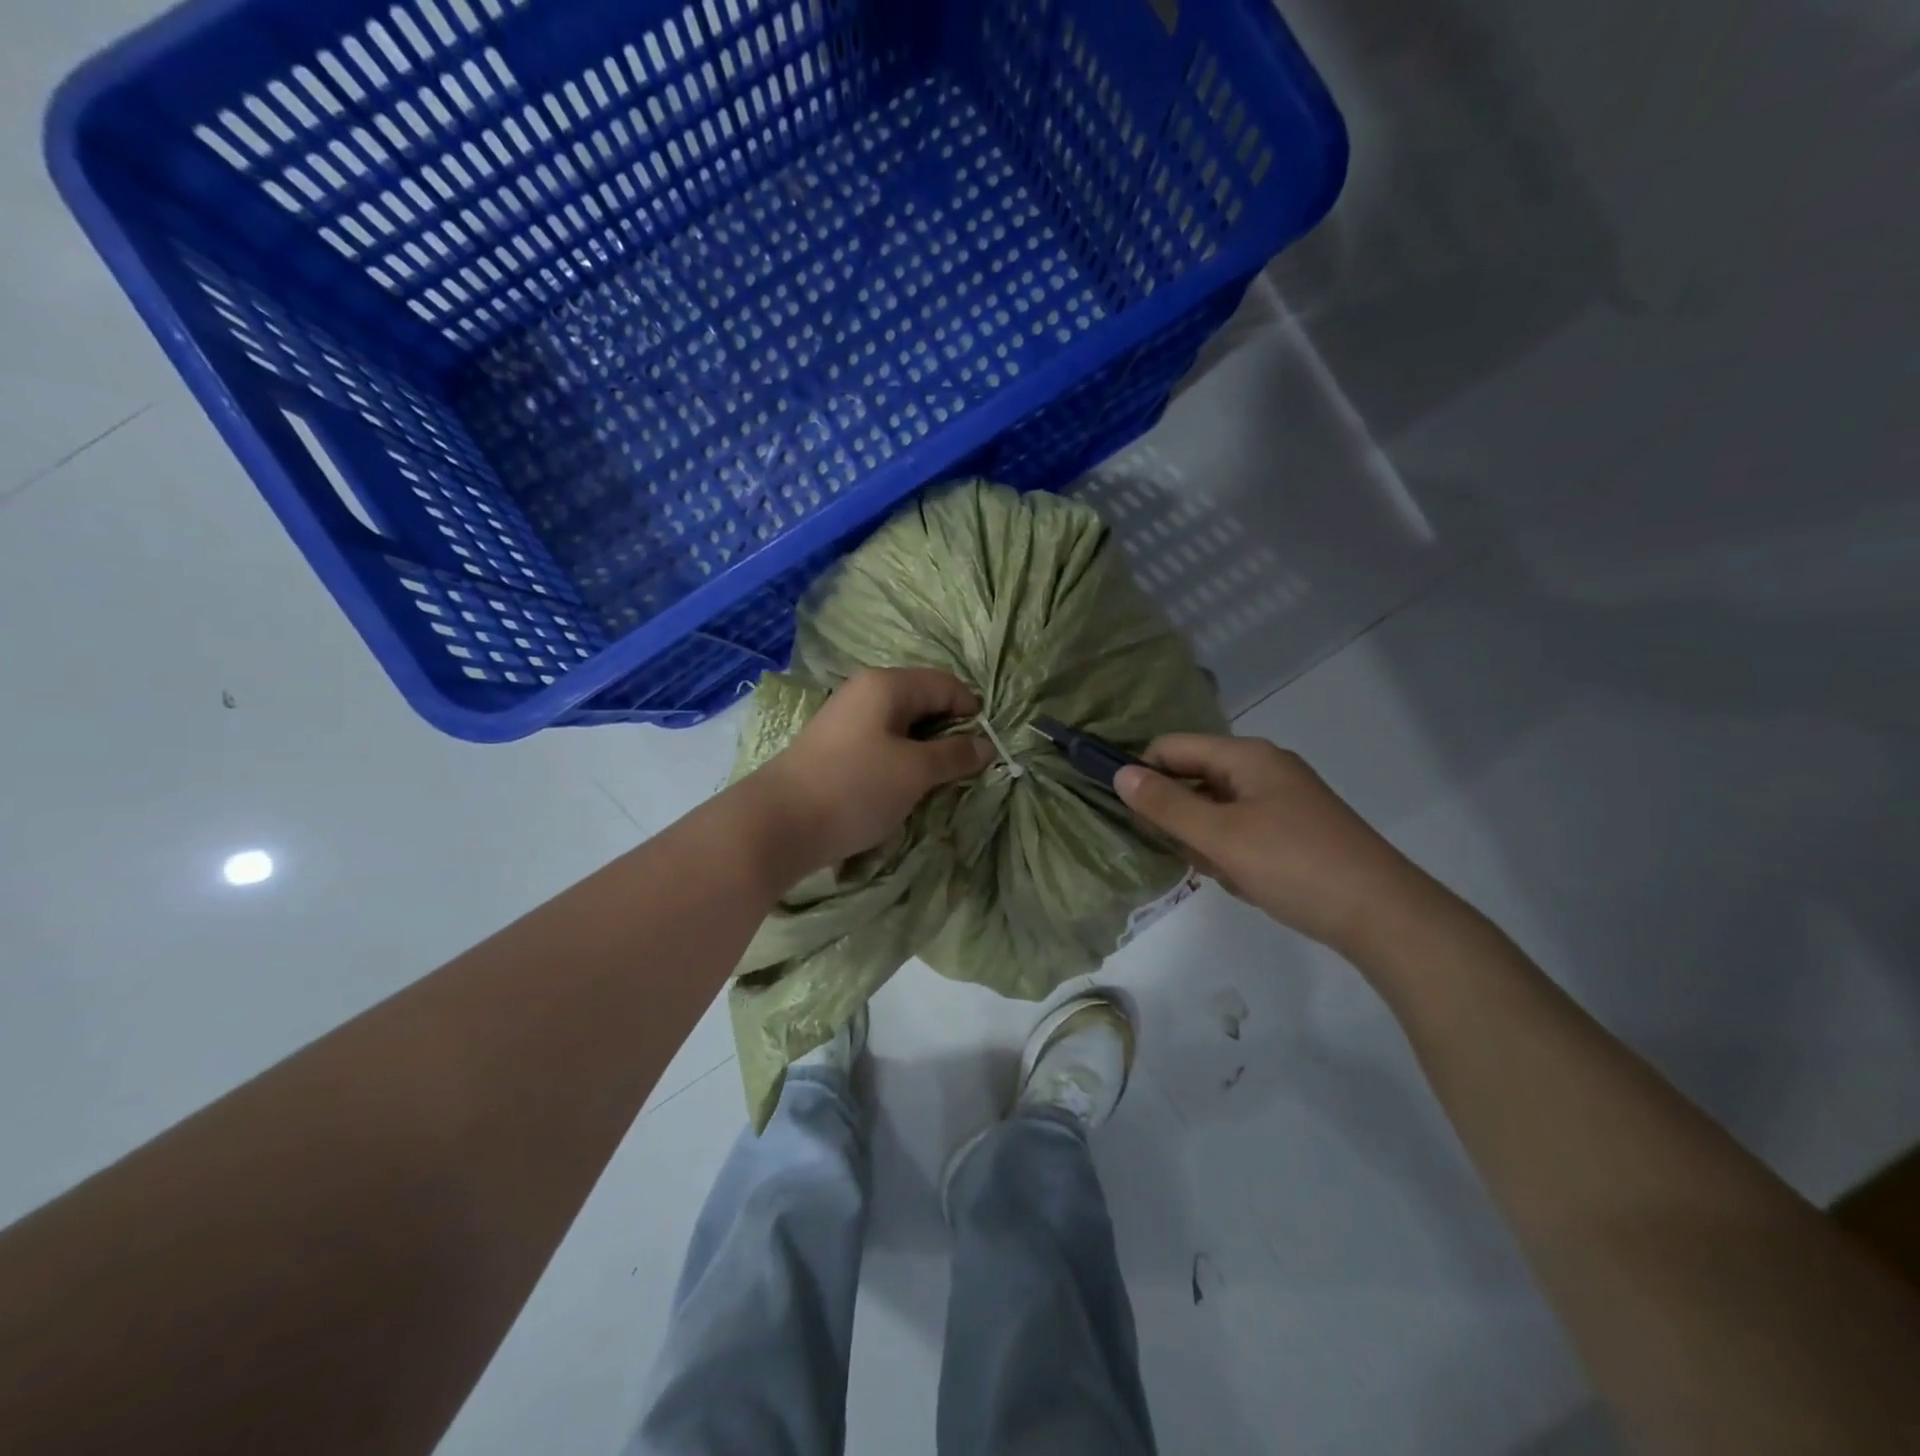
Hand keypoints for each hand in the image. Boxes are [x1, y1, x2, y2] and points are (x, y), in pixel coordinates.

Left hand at [757, 668, 992, 870]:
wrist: (778, 824)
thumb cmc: (855, 788)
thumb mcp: (915, 771)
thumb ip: (954, 755)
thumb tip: (985, 745)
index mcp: (886, 685)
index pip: (945, 684)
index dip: (972, 711)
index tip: (985, 749)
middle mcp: (864, 692)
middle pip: (922, 701)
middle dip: (949, 732)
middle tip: (964, 769)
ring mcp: (846, 720)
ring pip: (901, 726)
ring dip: (924, 750)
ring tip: (937, 782)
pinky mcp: (834, 748)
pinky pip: (881, 744)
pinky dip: (900, 760)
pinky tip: (903, 788)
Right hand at [1115, 734, 1436, 953]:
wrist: (1383, 916)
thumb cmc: (1294, 865)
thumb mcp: (1220, 836)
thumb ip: (1166, 804)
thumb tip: (1120, 773)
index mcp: (1246, 756)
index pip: (1172, 747)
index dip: (1143, 774)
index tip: (1127, 814)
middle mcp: (1263, 769)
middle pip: (1194, 777)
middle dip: (1178, 816)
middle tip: (1182, 852)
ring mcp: (1282, 800)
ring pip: (1216, 809)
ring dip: (1205, 840)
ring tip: (1222, 872)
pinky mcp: (1294, 831)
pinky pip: (1241, 831)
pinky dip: (1231, 853)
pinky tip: (1245, 881)